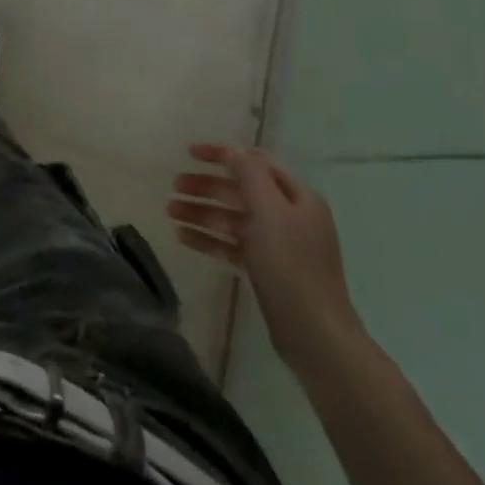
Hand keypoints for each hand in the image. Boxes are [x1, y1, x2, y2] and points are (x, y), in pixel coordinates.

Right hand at [170, 143, 363, 378]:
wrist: (313, 333)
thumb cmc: (291, 264)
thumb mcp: (269, 211)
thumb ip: (249, 175)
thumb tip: (232, 150)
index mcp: (297, 197)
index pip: (255, 162)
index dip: (222, 154)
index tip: (189, 153)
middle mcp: (288, 216)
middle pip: (240, 191)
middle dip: (206, 186)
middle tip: (174, 187)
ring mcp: (277, 244)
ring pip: (232, 218)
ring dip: (201, 212)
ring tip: (170, 212)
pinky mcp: (265, 269)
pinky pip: (231, 245)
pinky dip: (208, 239)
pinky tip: (182, 237)